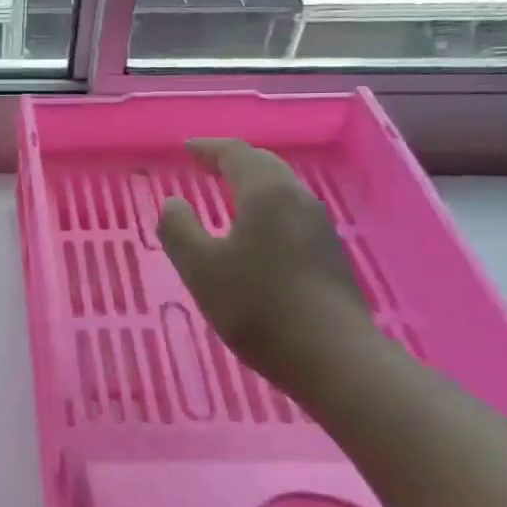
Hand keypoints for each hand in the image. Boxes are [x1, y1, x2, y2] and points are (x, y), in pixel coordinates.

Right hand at [157, 139, 371, 385]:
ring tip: (229, 191)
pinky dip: (267, 206)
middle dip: (233, 160)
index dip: (208, 148)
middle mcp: (296, 199)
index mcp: (265, 193)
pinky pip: (291, 212)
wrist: (333, 357)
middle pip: (264, 165)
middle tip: (206, 163)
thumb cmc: (258, 306)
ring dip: (253, 183)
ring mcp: (319, 226)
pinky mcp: (329, 252)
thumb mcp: (200, 268)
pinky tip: (257, 230)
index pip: (235, 153)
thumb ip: (179, 230)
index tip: (187, 148)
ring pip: (281, 189)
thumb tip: (173, 203)